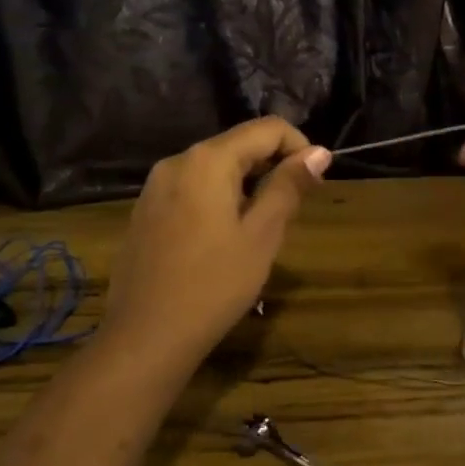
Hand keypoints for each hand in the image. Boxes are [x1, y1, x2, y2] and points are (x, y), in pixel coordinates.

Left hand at [100, 117, 331, 374]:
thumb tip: (318, 152)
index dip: (299, 147)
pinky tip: (224, 240)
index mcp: (208, 160)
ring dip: (247, 185)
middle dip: (272, 167)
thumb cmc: (214, 285)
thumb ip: (288, 186)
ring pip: (215, 168)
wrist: (145, 337)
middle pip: (238, 145)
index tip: (315, 183)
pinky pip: (192, 189)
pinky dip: (219, 199)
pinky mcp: (146, 211)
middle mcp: (177, 161)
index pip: (267, 129)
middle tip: (292, 211)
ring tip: (261, 229)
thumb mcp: (262, 235)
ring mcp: (155, 186)